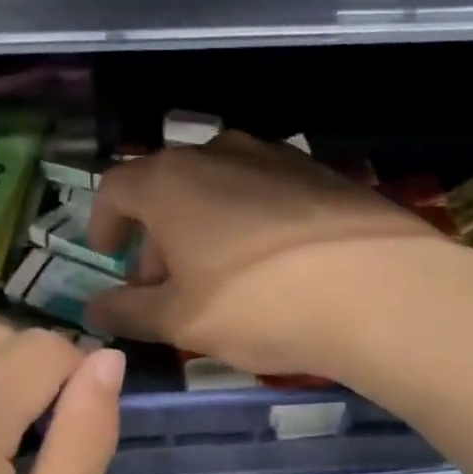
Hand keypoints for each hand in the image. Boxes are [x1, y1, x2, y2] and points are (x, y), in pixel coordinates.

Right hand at [84, 132, 472, 378]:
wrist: (379, 290)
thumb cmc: (258, 303)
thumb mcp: (181, 321)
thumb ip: (128, 312)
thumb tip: (93, 309)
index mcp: (170, 181)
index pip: (115, 187)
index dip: (103, 220)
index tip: (107, 254)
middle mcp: (216, 152)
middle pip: (166, 186)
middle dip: (153, 234)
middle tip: (161, 284)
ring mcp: (273, 156)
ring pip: (215, 185)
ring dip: (199, 225)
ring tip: (214, 275)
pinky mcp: (318, 171)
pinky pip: (261, 189)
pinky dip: (244, 219)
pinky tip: (267, 262)